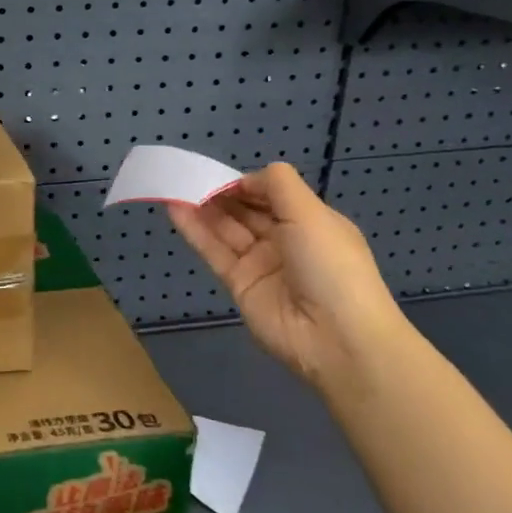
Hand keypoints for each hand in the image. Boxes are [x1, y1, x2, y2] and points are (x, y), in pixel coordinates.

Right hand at [167, 162, 403, 390]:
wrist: (337, 337)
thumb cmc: (331, 265)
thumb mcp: (311, 214)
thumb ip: (277, 185)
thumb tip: (246, 177)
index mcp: (309, 221)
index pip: (270, 194)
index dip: (245, 183)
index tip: (218, 175)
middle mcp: (285, 240)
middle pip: (245, 210)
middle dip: (219, 194)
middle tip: (188, 178)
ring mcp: (260, 263)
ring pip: (226, 229)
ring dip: (202, 209)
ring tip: (174, 187)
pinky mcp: (239, 284)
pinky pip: (214, 251)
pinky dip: (194, 230)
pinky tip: (175, 209)